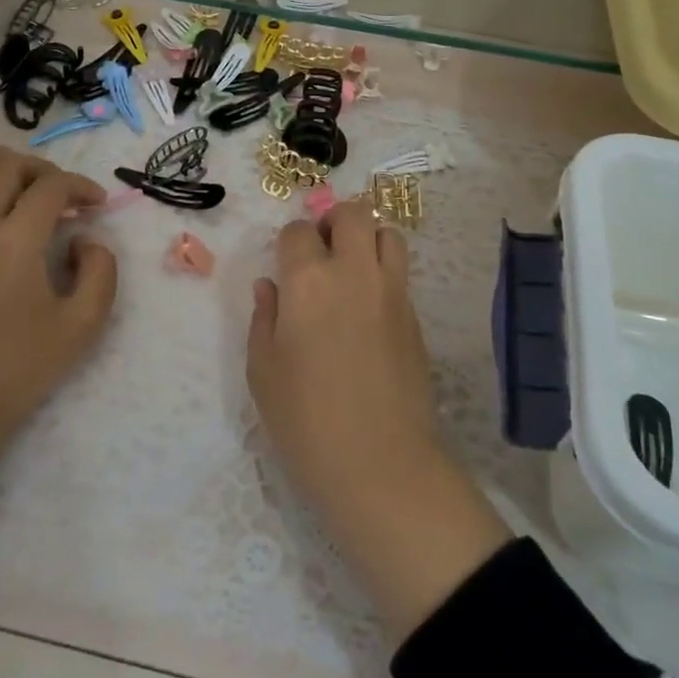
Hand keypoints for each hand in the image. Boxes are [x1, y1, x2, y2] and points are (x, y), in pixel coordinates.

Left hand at [0, 148, 117, 527]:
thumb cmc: (17, 369)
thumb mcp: (83, 326)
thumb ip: (101, 273)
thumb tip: (87, 240)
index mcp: (16, 240)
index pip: (53, 187)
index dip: (81, 186)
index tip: (96, 204)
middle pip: (6, 168)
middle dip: (41, 169)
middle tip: (59, 191)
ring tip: (13, 181)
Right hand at [247, 206, 509, 640]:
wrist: (380, 464)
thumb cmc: (305, 421)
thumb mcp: (263, 371)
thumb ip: (264, 318)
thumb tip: (270, 287)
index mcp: (307, 280)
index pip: (298, 231)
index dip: (289, 243)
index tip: (285, 266)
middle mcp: (353, 272)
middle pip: (353, 214)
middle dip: (333, 222)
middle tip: (321, 252)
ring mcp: (391, 291)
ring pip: (387, 233)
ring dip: (367, 239)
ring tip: (351, 270)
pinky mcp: (415, 316)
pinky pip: (400, 272)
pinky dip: (384, 272)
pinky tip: (368, 308)